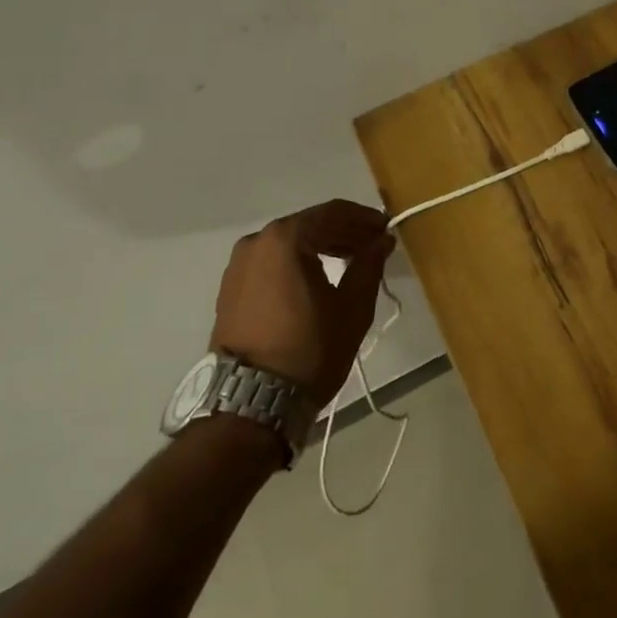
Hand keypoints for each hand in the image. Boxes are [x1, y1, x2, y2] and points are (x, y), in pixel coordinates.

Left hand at [211, 199, 394, 402]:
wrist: (250, 404)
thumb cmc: (309, 349)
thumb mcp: (352, 306)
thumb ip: (369, 264)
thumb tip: (381, 240)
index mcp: (286, 238)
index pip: (333, 212)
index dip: (364, 218)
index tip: (386, 229)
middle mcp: (257, 241)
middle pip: (310, 224)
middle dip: (344, 232)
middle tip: (373, 245)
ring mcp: (238, 265)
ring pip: (290, 243)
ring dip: (321, 246)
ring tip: (351, 262)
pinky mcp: (230, 289)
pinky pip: (272, 262)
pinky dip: (298, 262)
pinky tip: (319, 277)